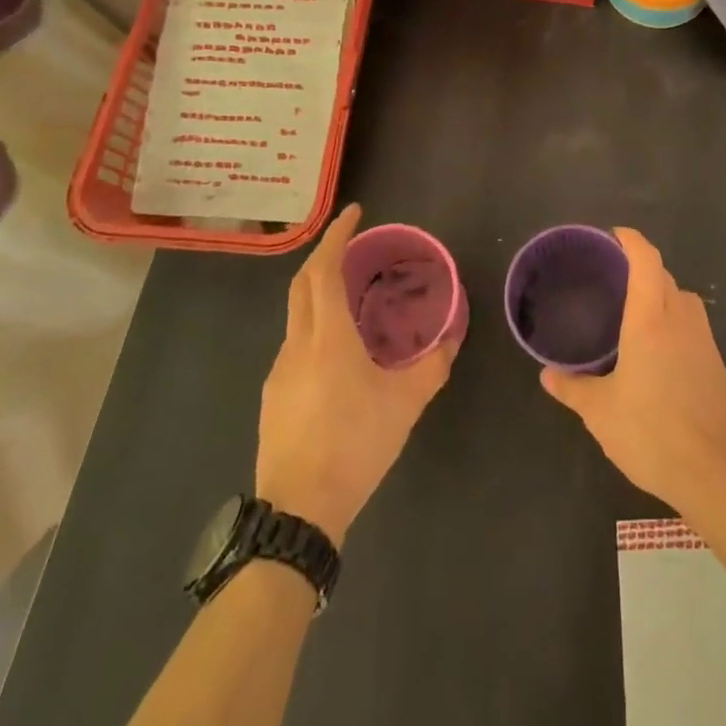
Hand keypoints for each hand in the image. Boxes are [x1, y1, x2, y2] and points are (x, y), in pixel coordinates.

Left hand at [255, 205, 458, 546]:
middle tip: (352, 245)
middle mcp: (297, 344)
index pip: (323, 270)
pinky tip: (337, 352)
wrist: (298, 512)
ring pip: (296, 315)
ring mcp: (279, 371)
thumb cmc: (355, 445)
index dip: (336, 236)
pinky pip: (294, 344)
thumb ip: (432, 367)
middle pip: (302, 284)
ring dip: (318, 292)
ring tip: (351, 296)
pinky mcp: (273, 396)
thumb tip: (452, 339)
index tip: (354, 213)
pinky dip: (314, 326)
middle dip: (324, 255)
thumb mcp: (405, 404)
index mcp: (327, 337)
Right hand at [540, 227, 725, 513]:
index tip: (615, 235)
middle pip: (665, 277)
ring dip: (663, 293)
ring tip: (637, 312)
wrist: (714, 472)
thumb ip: (572, 388)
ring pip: (684, 299)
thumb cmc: (651, 432)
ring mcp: (704, 342)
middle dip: (643, 268)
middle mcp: (680, 320)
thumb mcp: (600, 412)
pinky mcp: (717, 365)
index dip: (632, 241)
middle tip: (615, 278)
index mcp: (650, 320)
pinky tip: (660, 351)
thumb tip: (547, 374)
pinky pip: (694, 325)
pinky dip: (677, 321)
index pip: (646, 261)